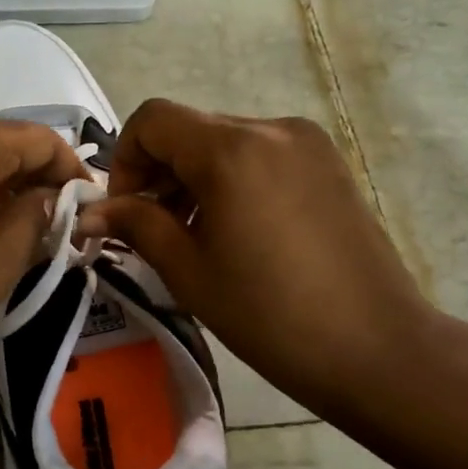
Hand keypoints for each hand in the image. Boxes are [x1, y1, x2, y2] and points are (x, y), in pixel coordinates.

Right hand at [75, 100, 436, 420]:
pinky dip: (232, 180)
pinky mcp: (329, 163)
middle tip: (154, 230)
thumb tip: (91, 212)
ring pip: (225, 142)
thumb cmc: (268, 314)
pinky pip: (260, 155)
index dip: (125, 159)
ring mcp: (307, 143)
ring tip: (197, 236)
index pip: (153, 119)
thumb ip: (136, 225)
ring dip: (194, 177)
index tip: (126, 211)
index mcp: (231, 150)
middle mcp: (271, 128)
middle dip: (159, 172)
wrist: (376, 348)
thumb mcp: (188, 270)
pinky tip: (239, 231)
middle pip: (190, 129)